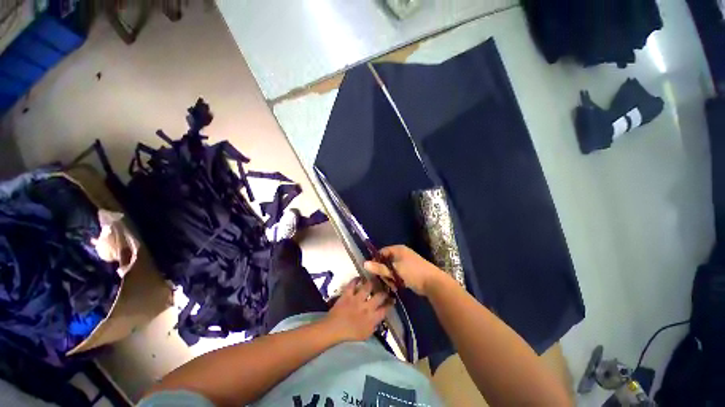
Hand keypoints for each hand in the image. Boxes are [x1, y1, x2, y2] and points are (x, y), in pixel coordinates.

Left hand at [323, 277, 392, 341]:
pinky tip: (359, 278)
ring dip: (371, 283)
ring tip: (374, 280)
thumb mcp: (366, 334)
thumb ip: (374, 325)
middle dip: (384, 292)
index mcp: (372, 318)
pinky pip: (352, 284)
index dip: (390, 303)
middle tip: (385, 289)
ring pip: (368, 287)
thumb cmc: (350, 335)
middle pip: (379, 296)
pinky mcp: (347, 294)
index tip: (392, 299)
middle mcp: (367, 307)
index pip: (385, 309)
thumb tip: (379, 316)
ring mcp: (357, 299)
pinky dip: (356, 280)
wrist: (333, 330)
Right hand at [364, 245, 447, 296]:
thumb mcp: (394, 271)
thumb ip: (379, 268)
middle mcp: (402, 253)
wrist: (433, 282)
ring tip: (393, 285)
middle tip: (386, 280)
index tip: (373, 271)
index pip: (382, 252)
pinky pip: (399, 273)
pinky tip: (398, 286)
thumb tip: (364, 264)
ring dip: (391, 277)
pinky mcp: (410, 270)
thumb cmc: (413, 273)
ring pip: (392, 269)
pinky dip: (397, 279)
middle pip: (386, 261)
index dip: (376, 260)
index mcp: (398, 249)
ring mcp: (407, 262)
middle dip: (385, 272)